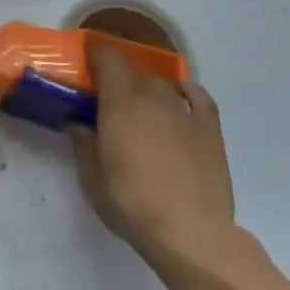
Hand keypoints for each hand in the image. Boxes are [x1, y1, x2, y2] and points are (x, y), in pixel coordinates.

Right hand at [68, 47, 236, 280]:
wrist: (191, 232)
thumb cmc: (132, 204)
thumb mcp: (92, 179)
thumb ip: (83, 145)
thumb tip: (78, 125)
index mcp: (120, 104)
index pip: (110, 59)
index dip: (98, 57)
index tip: (90, 68)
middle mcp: (153, 98)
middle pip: (135, 74)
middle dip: (122, 84)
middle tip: (113, 108)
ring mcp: (185, 112)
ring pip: (164, 86)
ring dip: (150, 93)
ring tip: (145, 113)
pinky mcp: (210, 129)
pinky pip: (199, 96)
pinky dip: (187, 92)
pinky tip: (181, 100)